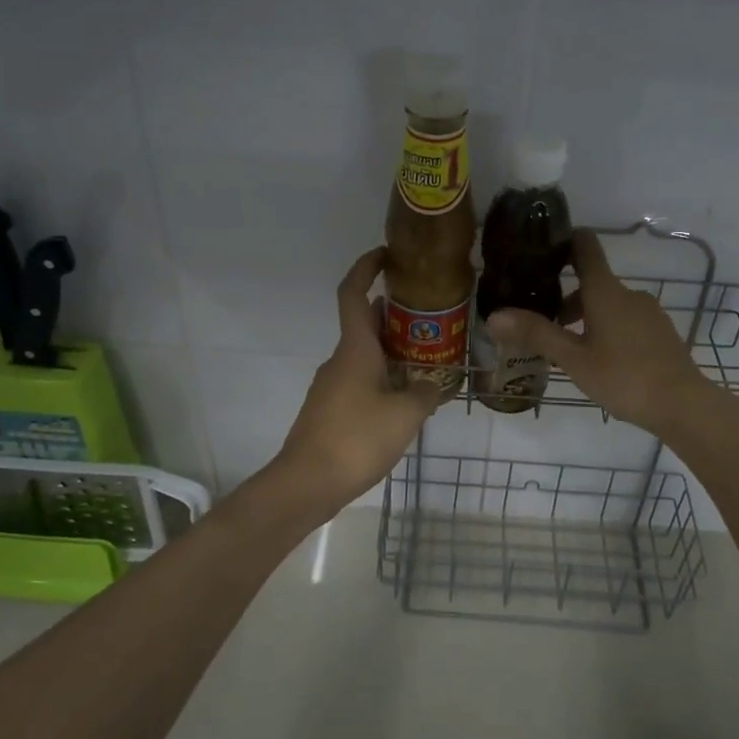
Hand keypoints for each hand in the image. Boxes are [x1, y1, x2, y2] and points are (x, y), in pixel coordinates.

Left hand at [269, 248, 441, 517]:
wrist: (307, 483)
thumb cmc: (356, 439)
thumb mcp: (405, 415)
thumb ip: (424, 394)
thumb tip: (432, 385)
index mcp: (355, 349)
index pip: (354, 294)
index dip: (366, 268)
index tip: (386, 255)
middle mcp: (340, 360)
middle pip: (365, 324)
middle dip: (395, 315)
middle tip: (430, 316)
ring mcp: (332, 385)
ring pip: (364, 354)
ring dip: (392, 349)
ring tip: (428, 359)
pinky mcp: (330, 409)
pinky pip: (360, 379)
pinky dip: (382, 376)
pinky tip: (405, 398)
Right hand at [486, 230, 716, 437]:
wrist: (683, 404)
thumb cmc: (624, 377)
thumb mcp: (574, 359)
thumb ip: (536, 334)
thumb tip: (493, 316)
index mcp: (605, 292)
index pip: (585, 247)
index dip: (565, 240)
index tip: (543, 247)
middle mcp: (629, 294)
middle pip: (593, 283)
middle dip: (567, 298)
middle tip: (543, 324)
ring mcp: (649, 313)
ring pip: (610, 305)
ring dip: (587, 318)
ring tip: (569, 350)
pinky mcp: (661, 333)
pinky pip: (627, 321)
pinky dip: (608, 329)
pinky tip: (601, 361)